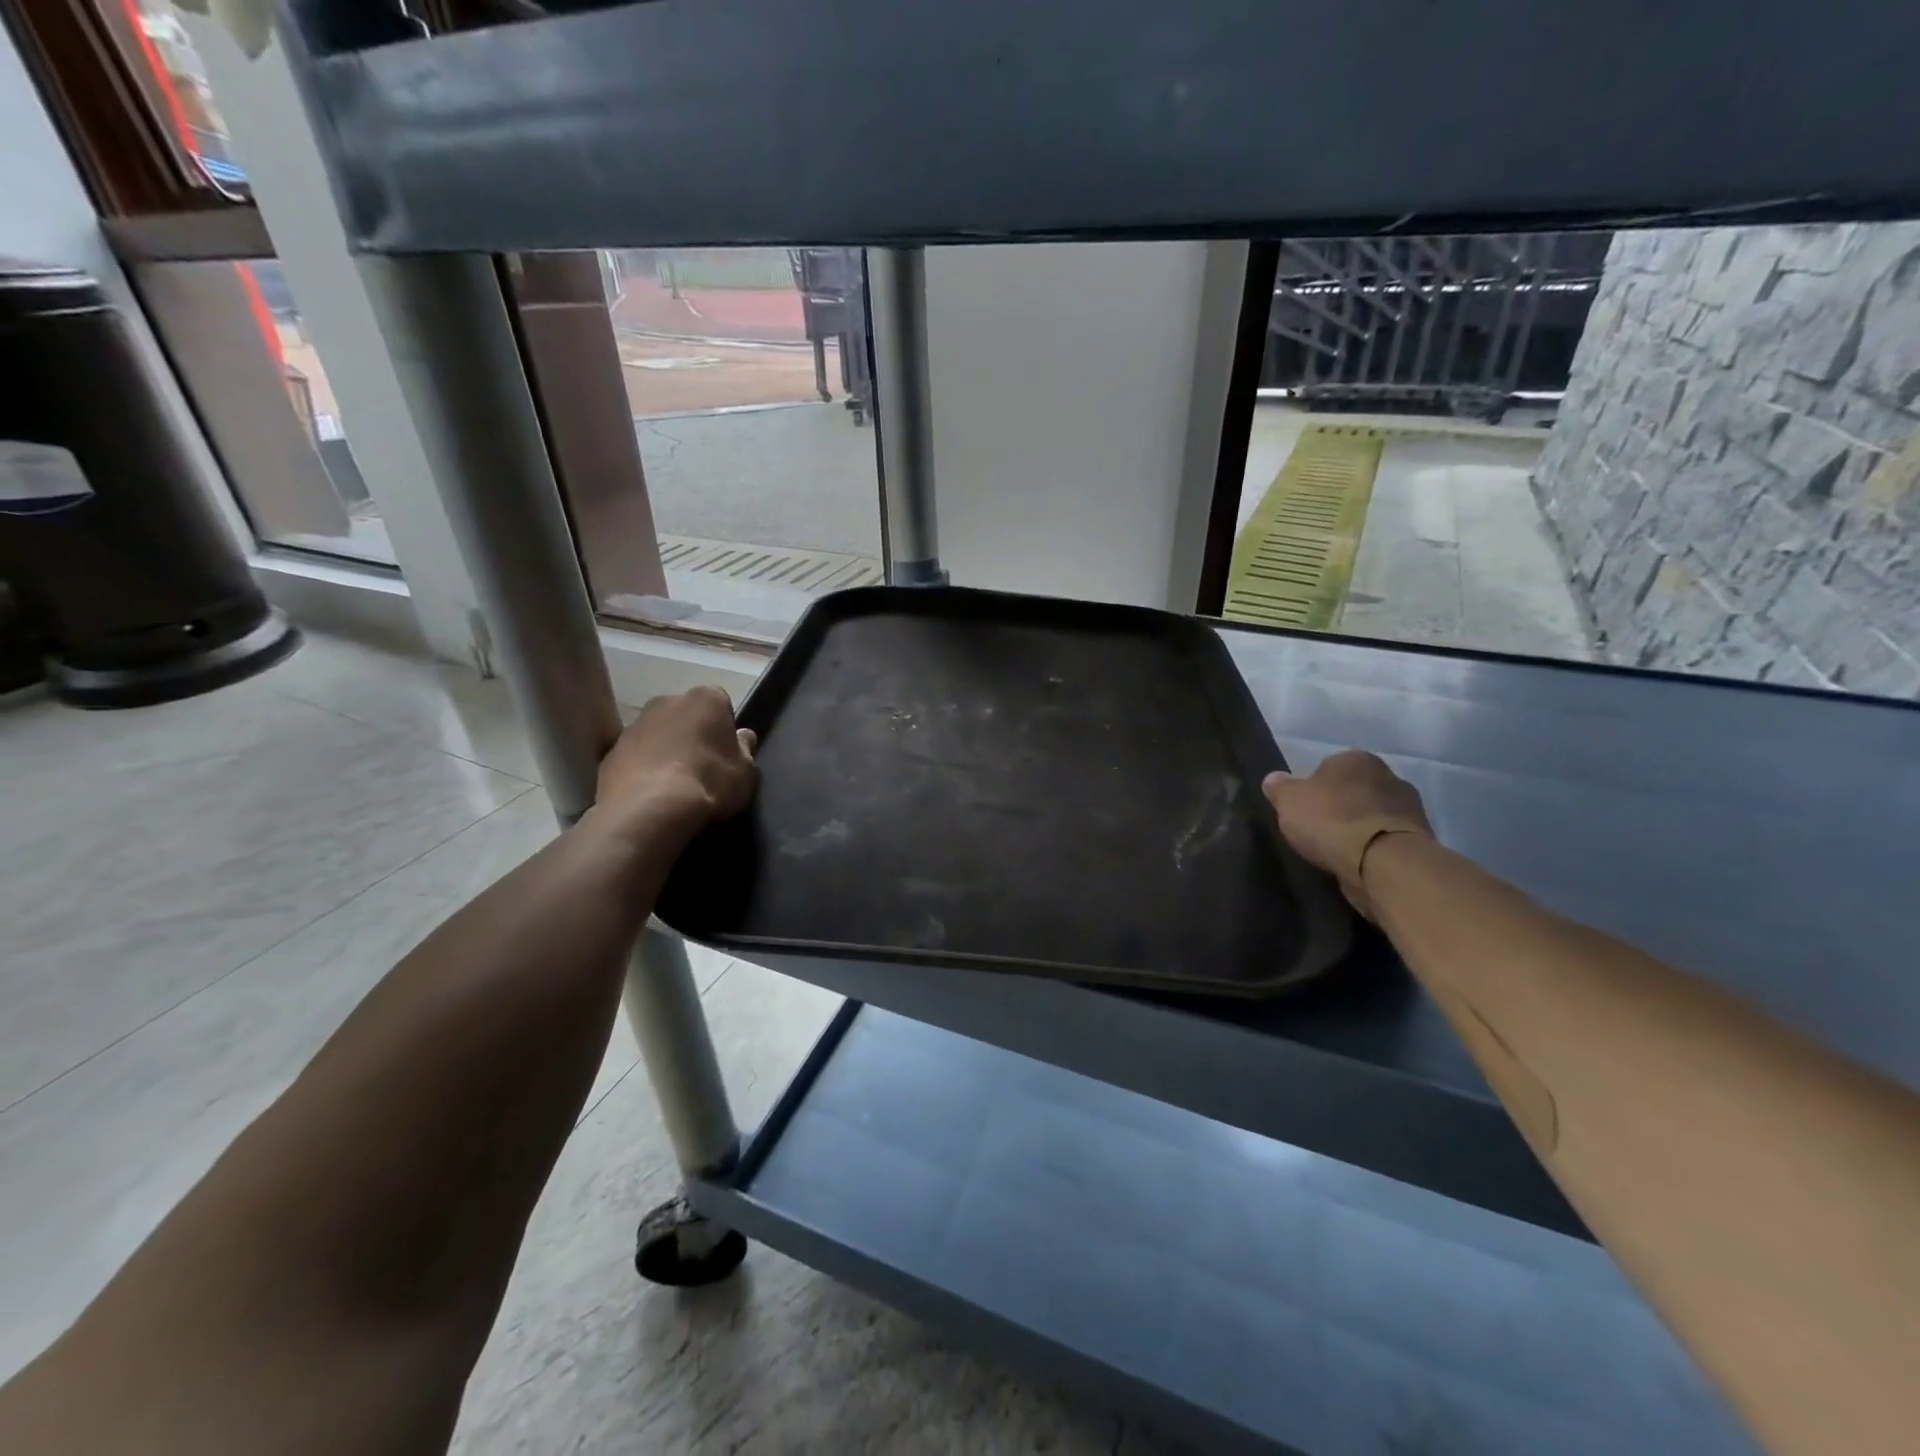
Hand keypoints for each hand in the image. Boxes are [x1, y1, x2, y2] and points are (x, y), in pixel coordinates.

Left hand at [591, 687, 756, 845]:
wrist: (648, 811)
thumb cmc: (708, 783)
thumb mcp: (744, 772)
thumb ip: (745, 750)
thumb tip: (743, 737)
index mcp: (705, 699)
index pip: (720, 703)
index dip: (724, 727)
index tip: (726, 751)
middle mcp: (667, 701)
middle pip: (685, 714)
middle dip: (692, 733)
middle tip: (702, 766)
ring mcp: (634, 724)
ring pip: (657, 733)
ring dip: (665, 749)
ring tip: (674, 784)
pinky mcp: (610, 751)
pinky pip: (635, 756)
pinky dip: (643, 768)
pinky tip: (651, 794)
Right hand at [1263, 750, 1432, 916]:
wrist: (1382, 862)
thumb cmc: (1330, 820)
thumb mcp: (1288, 801)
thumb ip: (1279, 788)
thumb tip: (1274, 779)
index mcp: (1357, 759)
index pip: (1329, 767)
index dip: (1313, 788)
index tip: (1303, 809)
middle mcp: (1388, 776)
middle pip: (1354, 790)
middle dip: (1340, 806)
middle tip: (1318, 828)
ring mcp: (1409, 808)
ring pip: (1372, 815)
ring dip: (1358, 828)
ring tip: (1337, 850)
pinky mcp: (1418, 840)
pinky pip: (1384, 839)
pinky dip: (1372, 847)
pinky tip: (1356, 862)